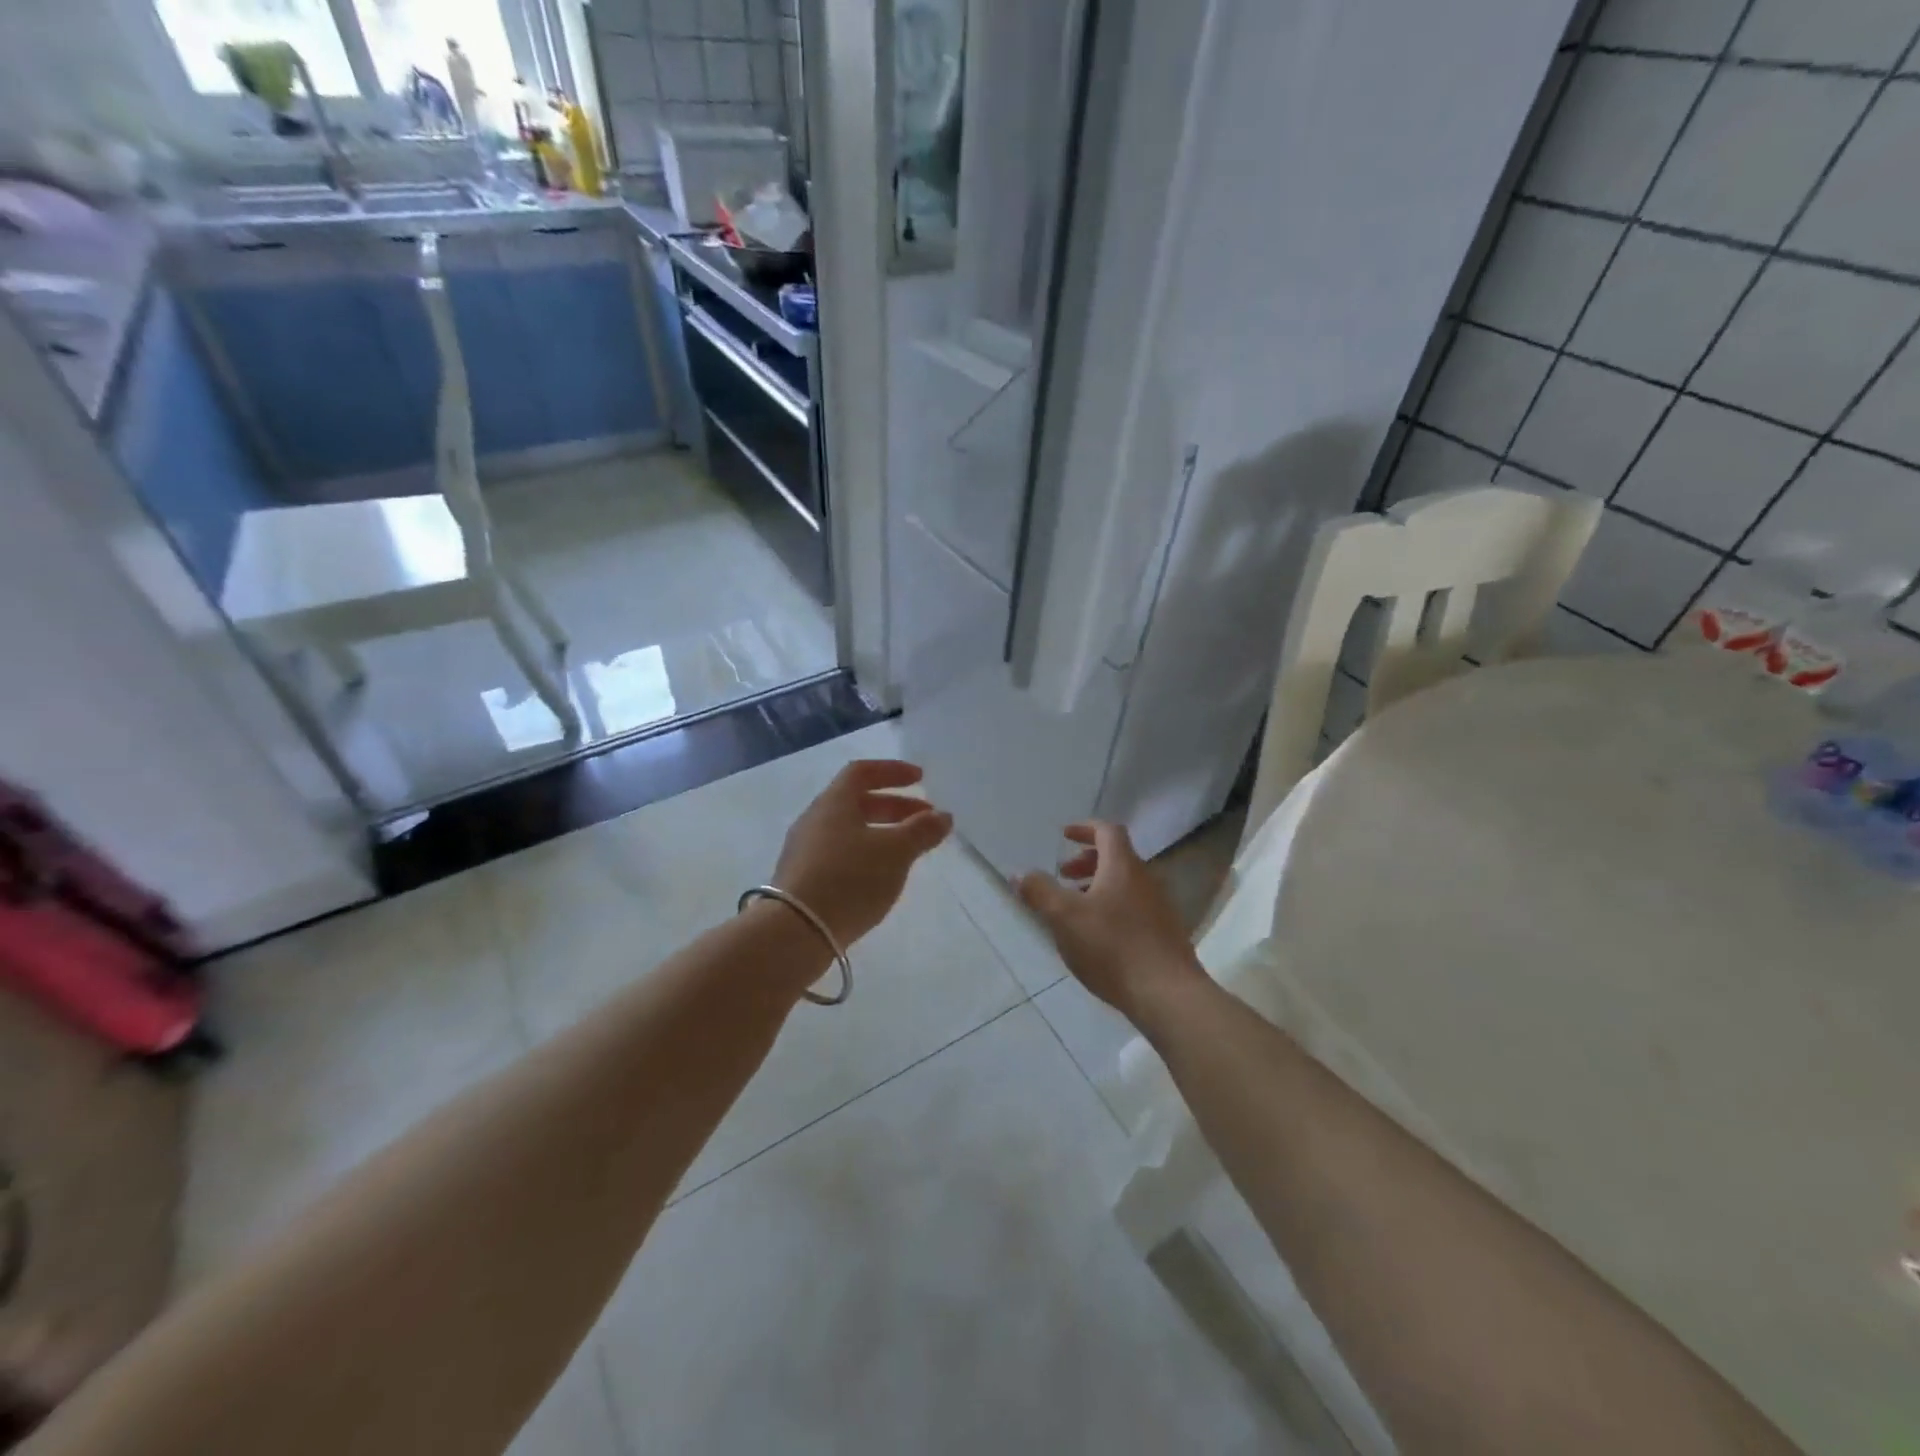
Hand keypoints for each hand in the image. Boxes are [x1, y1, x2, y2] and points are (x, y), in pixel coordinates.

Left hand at [772, 760, 952, 946]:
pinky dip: (866, 854)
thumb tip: (942, 816)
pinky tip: (881, 877)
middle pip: (856, 802)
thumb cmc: (850, 879)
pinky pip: (839, 854)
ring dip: (882, 832)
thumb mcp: (895, 852)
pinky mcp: (802, 878)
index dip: (892, 771)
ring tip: (908, 851)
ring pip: (848, 830)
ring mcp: (805, 850)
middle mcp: (815, 819)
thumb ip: (921, 831)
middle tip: (925, 820)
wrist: (796, 931)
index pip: (862, 771)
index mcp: (834, 803)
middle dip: (895, 807)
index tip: (920, 778)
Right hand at [1015, 822, 1207, 1025]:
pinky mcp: (1165, 933)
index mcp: (1123, 866)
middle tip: (1063, 876)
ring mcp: (1160, 907)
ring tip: (1075, 909)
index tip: (1064, 835)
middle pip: (1117, 857)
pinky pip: (1135, 907)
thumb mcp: (1064, 917)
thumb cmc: (1112, 947)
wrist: (1167, 994)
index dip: (1085, 828)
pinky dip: (1113, 907)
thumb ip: (1040, 891)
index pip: (1107, 831)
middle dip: (1087, 861)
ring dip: (1098, 887)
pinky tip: (1098, 936)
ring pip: (1125, 884)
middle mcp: (1146, 879)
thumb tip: (1019, 873)